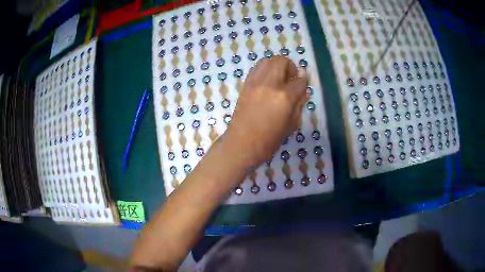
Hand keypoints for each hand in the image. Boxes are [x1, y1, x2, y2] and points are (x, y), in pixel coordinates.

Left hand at [223, 56, 308, 167]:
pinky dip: (265, 70)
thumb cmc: (269, 140)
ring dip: (277, 66)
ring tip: (279, 78)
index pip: (300, 81)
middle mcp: (270, 84)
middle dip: (290, 67)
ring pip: (268, 61)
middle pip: (282, 61)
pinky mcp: (246, 85)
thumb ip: (299, 104)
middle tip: (291, 79)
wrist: (242, 144)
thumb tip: (303, 91)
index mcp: (285, 97)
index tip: (303, 85)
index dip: (304, 82)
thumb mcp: (291, 125)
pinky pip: (257, 68)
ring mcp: (255, 82)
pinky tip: (267, 82)